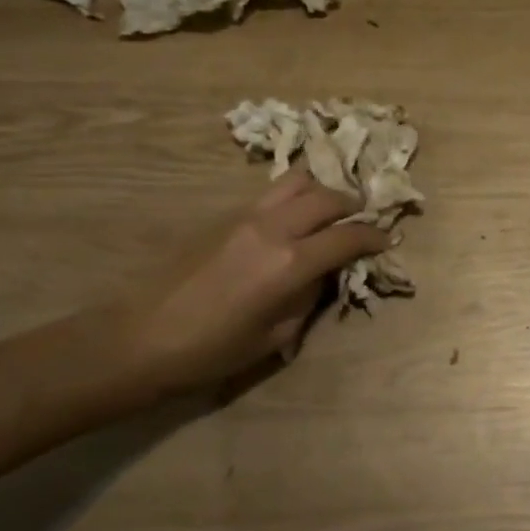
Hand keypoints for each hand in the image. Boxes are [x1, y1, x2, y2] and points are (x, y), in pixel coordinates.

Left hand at [111, 169, 387, 398]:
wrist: (142, 337)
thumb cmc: (212, 350)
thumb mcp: (275, 336)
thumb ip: (309, 297)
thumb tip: (324, 273)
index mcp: (289, 263)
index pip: (347, 237)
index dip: (374, 237)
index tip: (387, 240)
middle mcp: (273, 228)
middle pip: (328, 197)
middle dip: (353, 206)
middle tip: (363, 220)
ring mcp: (246, 215)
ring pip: (297, 180)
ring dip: (323, 190)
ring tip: (331, 208)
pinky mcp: (225, 215)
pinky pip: (271, 192)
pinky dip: (295, 194)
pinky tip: (296, 215)